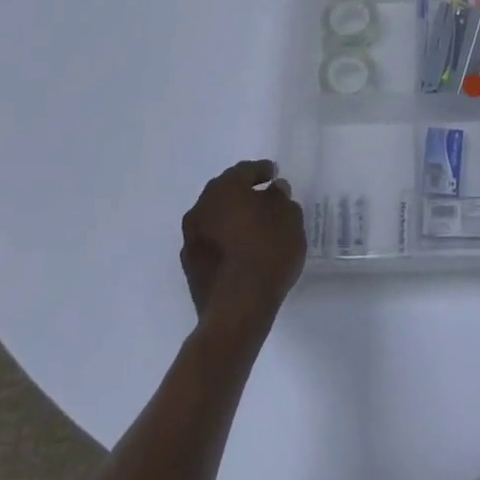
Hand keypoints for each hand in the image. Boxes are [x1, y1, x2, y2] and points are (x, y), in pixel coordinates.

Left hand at [179, 161, 305, 334]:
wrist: (237, 308)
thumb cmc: (267, 252)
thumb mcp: (288, 217)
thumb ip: (281, 198)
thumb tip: (273, 191)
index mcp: (225, 189)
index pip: (244, 171)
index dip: (261, 170)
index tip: (273, 174)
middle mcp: (201, 208)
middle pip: (224, 192)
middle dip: (242, 192)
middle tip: (262, 196)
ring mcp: (191, 239)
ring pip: (214, 217)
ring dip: (231, 217)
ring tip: (253, 226)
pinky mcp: (190, 267)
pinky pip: (210, 242)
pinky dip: (224, 240)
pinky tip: (240, 250)